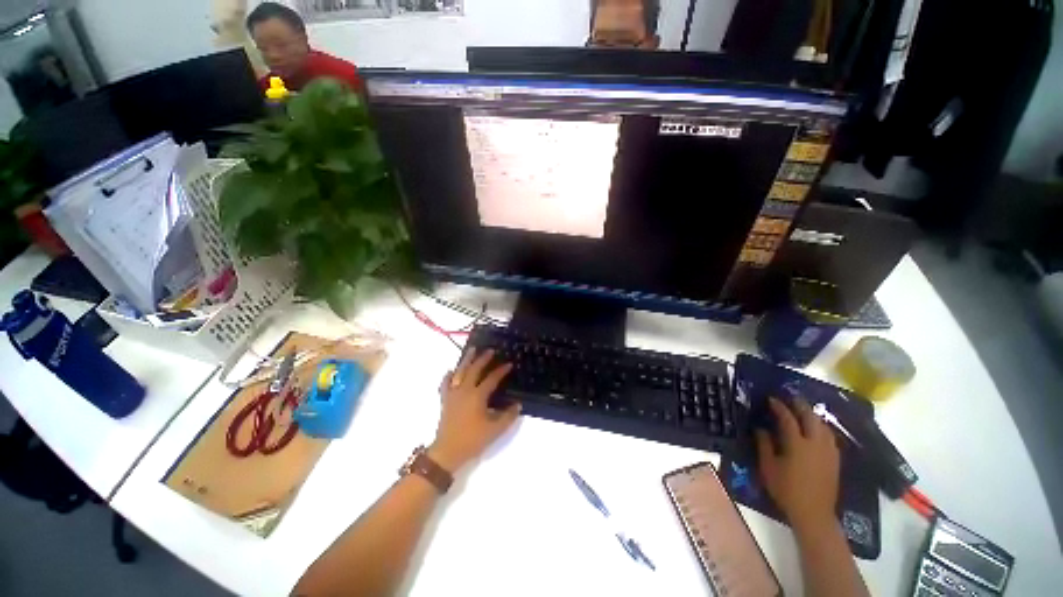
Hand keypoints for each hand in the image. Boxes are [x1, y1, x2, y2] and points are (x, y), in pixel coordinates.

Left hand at [429, 349, 520, 472]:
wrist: (447, 452)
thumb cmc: (472, 440)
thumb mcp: (495, 430)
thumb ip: (508, 416)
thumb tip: (517, 404)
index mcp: (477, 396)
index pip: (492, 379)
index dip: (501, 370)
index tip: (509, 364)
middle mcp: (464, 390)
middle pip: (474, 369)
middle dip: (483, 359)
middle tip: (491, 350)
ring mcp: (453, 394)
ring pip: (460, 372)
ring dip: (467, 360)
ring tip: (472, 350)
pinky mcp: (445, 400)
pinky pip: (446, 383)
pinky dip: (449, 375)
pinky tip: (452, 371)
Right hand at [755, 397, 840, 535]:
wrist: (813, 513)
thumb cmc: (786, 490)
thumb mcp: (768, 467)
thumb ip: (764, 445)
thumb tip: (761, 428)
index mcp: (797, 444)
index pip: (788, 419)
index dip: (779, 407)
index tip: (771, 399)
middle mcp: (815, 444)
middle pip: (810, 417)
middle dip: (800, 405)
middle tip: (790, 398)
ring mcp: (828, 451)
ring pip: (823, 426)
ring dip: (813, 415)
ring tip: (803, 411)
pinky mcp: (835, 460)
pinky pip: (830, 436)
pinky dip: (821, 428)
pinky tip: (816, 430)